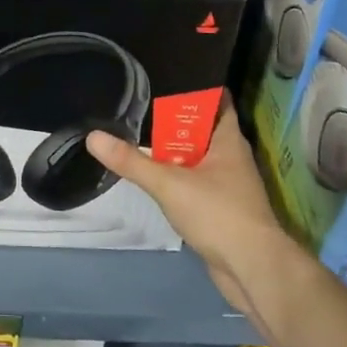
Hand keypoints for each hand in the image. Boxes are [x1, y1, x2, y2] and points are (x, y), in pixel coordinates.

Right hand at [86, 100, 302, 319]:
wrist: (253, 269)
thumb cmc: (218, 213)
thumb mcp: (168, 183)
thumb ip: (131, 161)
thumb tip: (93, 136)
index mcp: (229, 140)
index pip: (218, 101)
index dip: (197, 88)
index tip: (168, 77)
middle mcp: (232, 157)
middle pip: (203, 129)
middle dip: (176, 120)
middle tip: (141, 104)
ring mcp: (229, 185)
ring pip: (199, 158)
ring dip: (176, 151)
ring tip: (141, 135)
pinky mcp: (223, 209)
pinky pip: (197, 183)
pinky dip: (179, 177)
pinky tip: (156, 176)